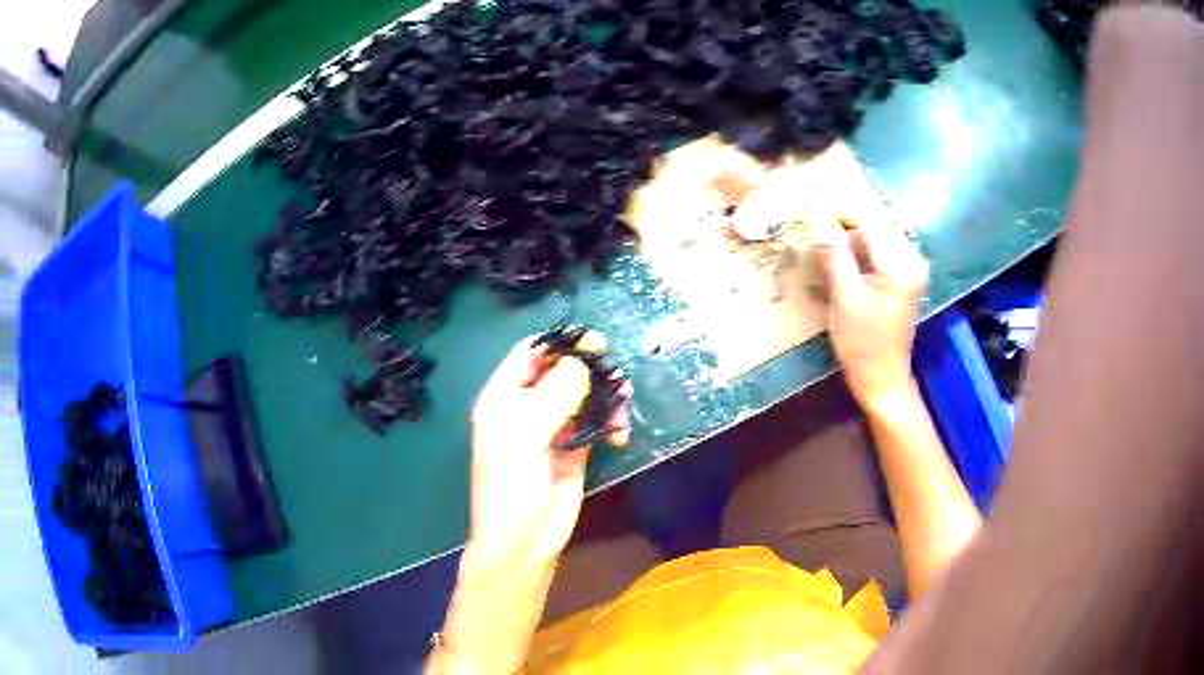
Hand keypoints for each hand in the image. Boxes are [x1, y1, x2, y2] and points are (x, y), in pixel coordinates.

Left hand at [468, 336, 630, 569]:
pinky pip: (596, 423)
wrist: (524, 542)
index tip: (594, 343)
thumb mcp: (523, 437)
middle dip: (590, 369)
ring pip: (584, 396)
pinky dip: (611, 421)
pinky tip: (620, 433)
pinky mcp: (575, 449)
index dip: (560, 345)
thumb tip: (582, 363)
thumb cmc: (511, 487)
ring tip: (623, 407)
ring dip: (606, 396)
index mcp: (503, 398)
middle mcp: (527, 408)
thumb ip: (552, 396)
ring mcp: (553, 428)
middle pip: (562, 372)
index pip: (530, 355)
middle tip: (616, 374)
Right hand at [815, 218, 928, 409]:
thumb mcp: (843, 297)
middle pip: (875, 224)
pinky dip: (860, 249)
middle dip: (845, 222)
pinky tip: (843, 258)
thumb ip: (834, 254)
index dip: (839, 211)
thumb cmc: (862, 343)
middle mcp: (913, 258)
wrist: (882, 379)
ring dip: (851, 235)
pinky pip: (881, 249)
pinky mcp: (905, 275)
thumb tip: (817, 221)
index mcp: (901, 263)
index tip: (810, 208)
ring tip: (825, 243)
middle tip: (814, 225)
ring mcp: (912, 266)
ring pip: (877, 235)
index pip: (869, 220)